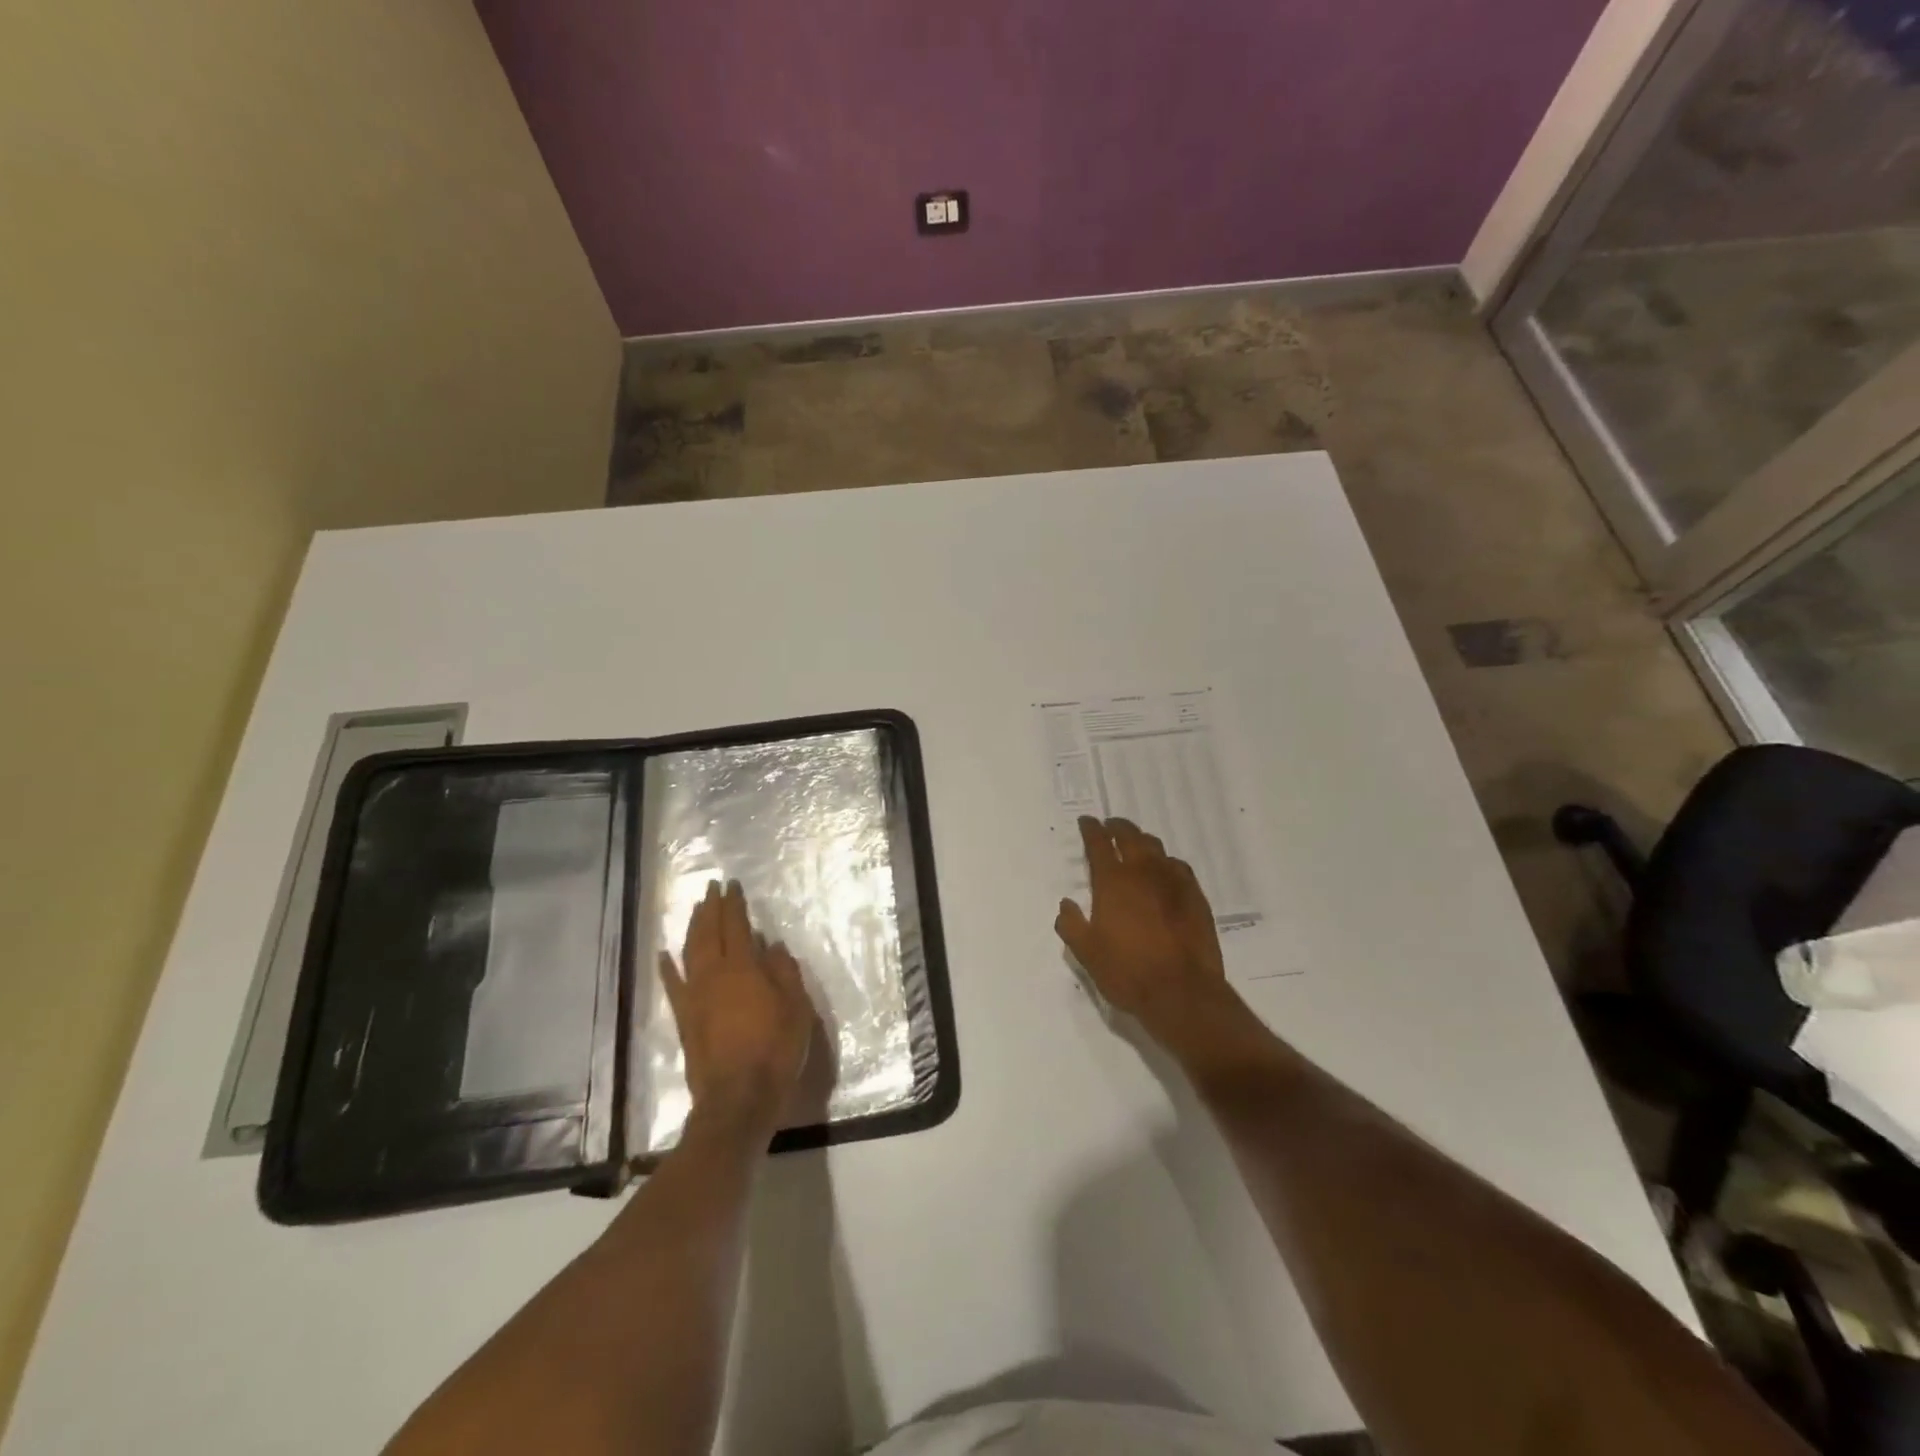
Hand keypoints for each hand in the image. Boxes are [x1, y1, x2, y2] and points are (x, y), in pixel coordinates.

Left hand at [661, 881, 814, 1132]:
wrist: (738, 1098)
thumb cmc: (775, 1050)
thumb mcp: (796, 1008)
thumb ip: (785, 972)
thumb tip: (771, 946)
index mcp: (742, 967)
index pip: (735, 925)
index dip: (734, 903)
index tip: (732, 884)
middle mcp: (713, 974)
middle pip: (708, 933)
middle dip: (710, 908)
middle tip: (711, 888)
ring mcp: (694, 996)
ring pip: (689, 952)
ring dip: (692, 928)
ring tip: (696, 911)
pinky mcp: (684, 1019)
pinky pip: (672, 986)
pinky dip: (667, 968)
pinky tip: (664, 955)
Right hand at [1054, 816, 1236, 1042]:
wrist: (1182, 992)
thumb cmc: (1127, 972)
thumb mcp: (1087, 953)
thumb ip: (1072, 925)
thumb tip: (1066, 905)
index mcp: (1113, 882)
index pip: (1099, 844)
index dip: (1091, 829)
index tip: (1087, 821)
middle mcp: (1143, 873)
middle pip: (1130, 836)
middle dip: (1117, 827)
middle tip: (1110, 826)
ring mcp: (1173, 882)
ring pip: (1156, 848)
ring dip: (1142, 841)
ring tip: (1135, 844)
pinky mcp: (1195, 896)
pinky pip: (1178, 867)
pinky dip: (1166, 862)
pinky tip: (1165, 871)